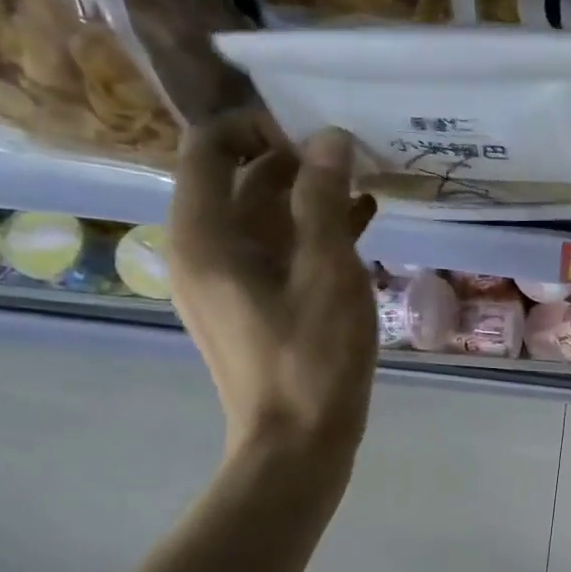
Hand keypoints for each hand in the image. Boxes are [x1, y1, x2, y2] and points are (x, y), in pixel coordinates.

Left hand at [169, 111, 378, 460]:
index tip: (314, 129)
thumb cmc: (311, 358)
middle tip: (353, 154)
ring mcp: (227, 283)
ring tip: (366, 185)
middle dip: (294, 162)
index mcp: (205, 236)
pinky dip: (312, 236)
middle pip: (239, 182)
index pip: (209, 148)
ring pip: (265, 219)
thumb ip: (324, 199)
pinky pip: (277, 253)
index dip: (257, 126)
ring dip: (310, 199)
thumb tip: (329, 137)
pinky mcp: (253, 307)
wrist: (297, 445)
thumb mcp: (327, 272)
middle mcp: (204, 252)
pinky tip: (362, 227)